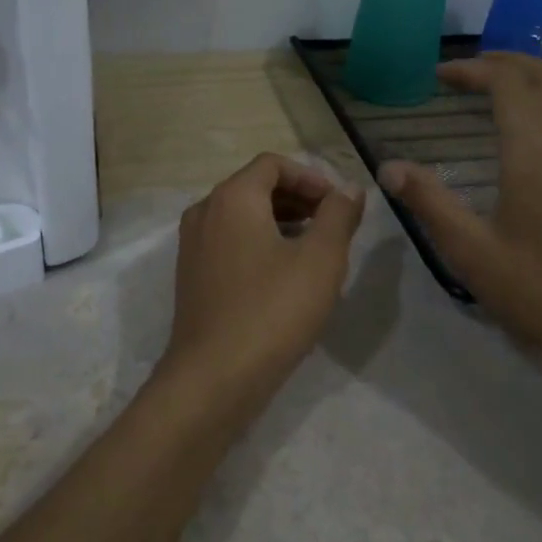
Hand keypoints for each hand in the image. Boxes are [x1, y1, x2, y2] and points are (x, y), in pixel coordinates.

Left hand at [163, 154, 366, 401]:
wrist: (213, 377)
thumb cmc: (272, 310)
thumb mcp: (320, 259)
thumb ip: (339, 215)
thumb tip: (349, 188)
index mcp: (232, 198)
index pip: (273, 164)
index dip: (311, 177)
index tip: (339, 204)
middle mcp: (205, 211)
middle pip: (255, 187)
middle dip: (298, 199)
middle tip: (333, 224)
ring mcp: (193, 245)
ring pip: (242, 216)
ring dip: (281, 221)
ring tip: (316, 248)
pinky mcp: (192, 275)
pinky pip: (230, 242)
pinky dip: (260, 243)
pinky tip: (286, 275)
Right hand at [379, 55, 541, 405]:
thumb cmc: (537, 289)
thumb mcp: (470, 251)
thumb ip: (428, 202)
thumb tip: (388, 167)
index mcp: (534, 153)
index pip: (508, 84)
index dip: (474, 69)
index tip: (440, 75)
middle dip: (504, 62)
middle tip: (465, 69)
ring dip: (533, 74)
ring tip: (498, 80)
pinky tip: (537, 118)